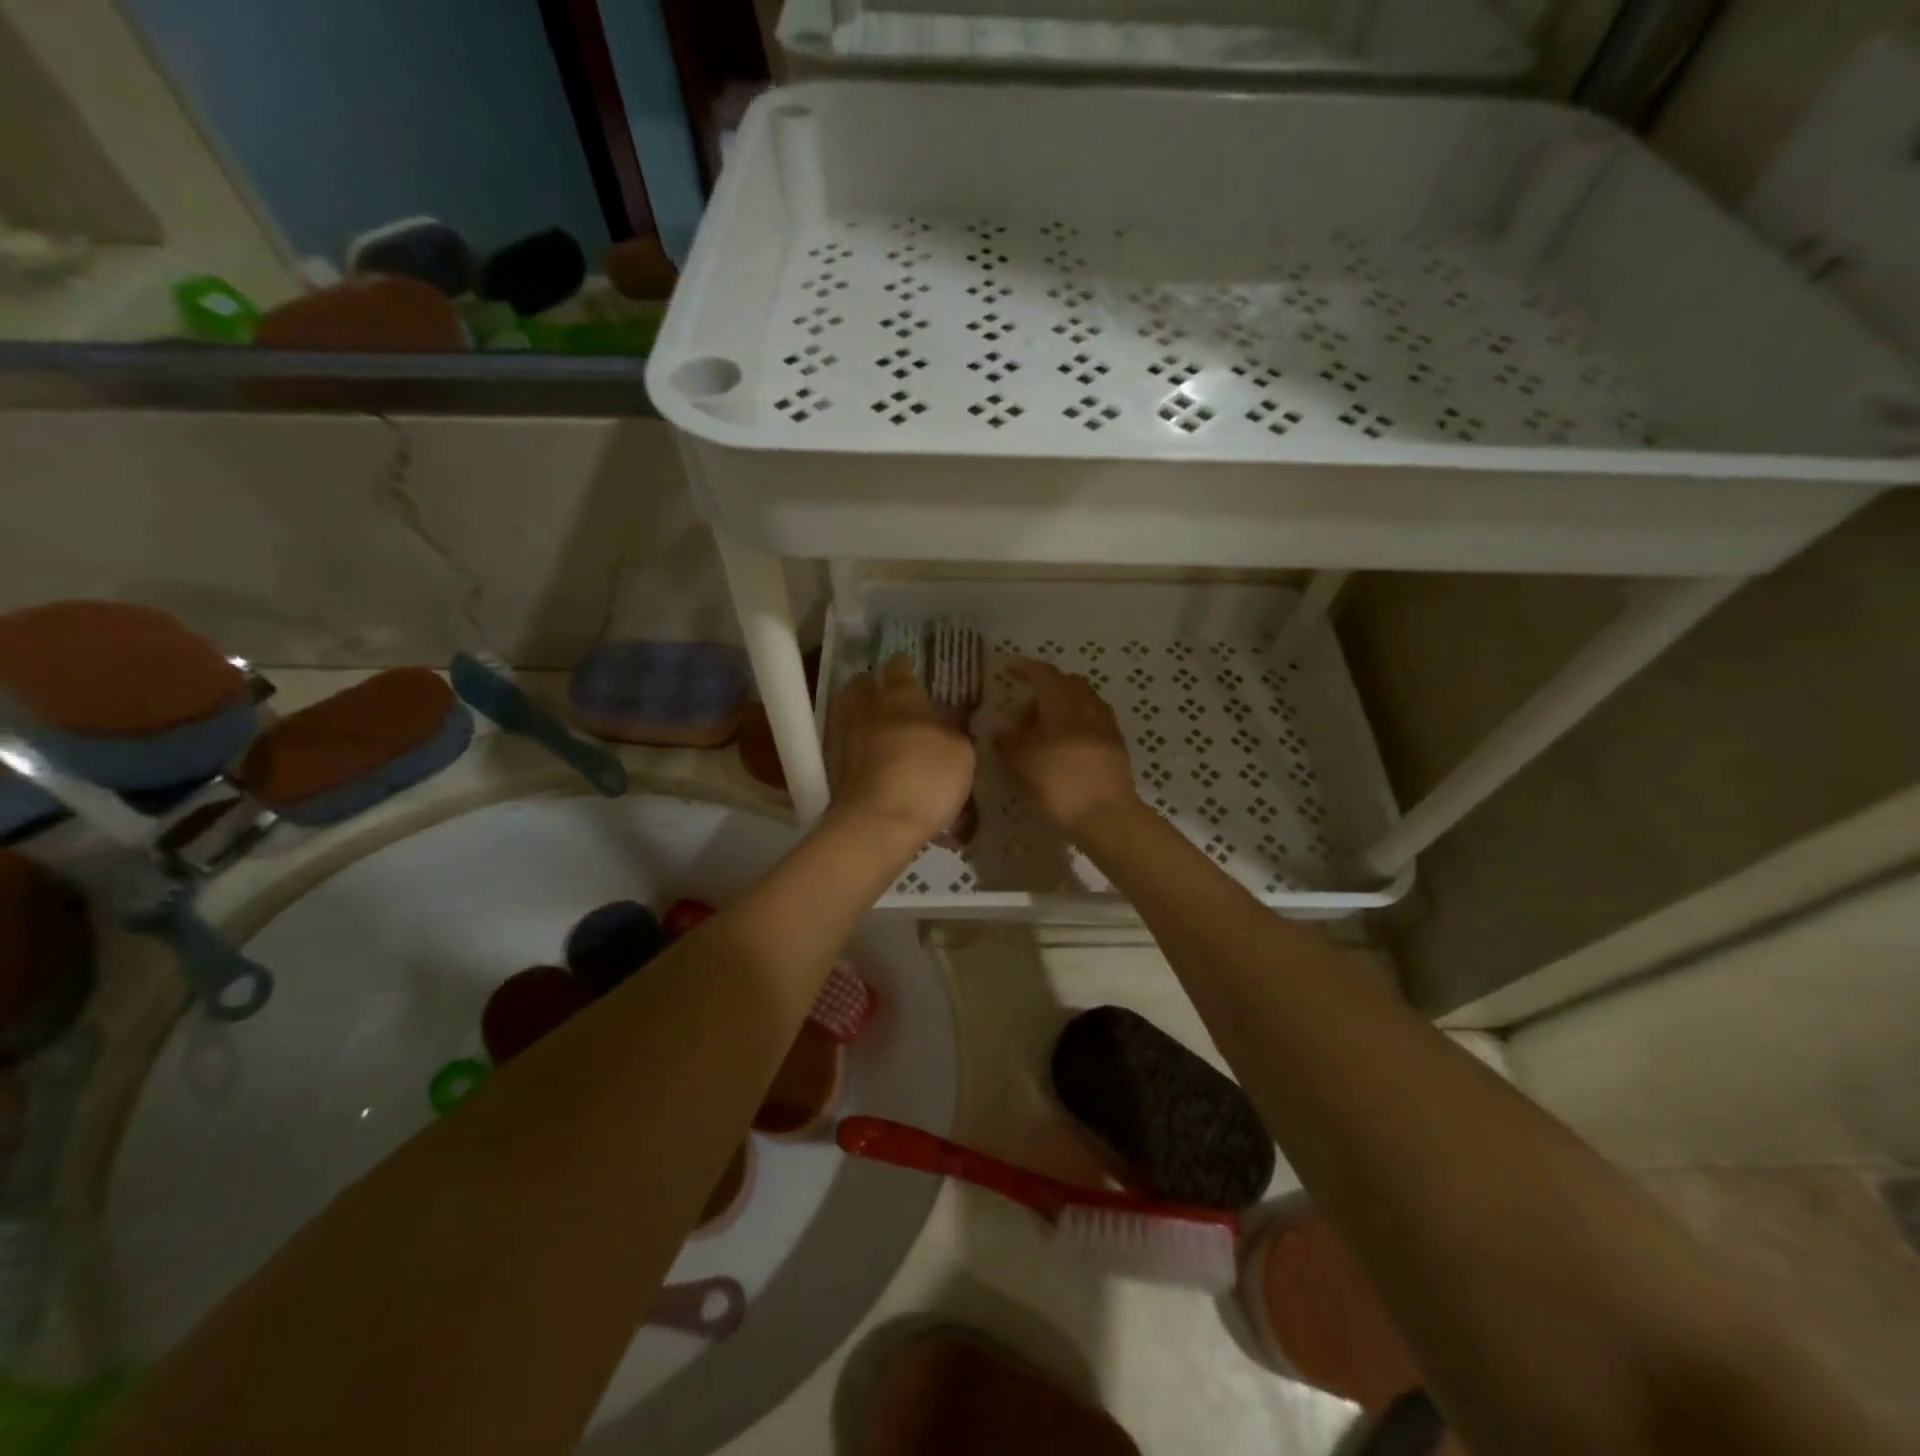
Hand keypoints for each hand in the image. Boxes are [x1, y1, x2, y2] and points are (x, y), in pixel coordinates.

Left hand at [828, 656, 975, 845]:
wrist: (876, 825)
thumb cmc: (925, 779)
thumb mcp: (961, 754)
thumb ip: (953, 734)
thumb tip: (945, 728)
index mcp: (901, 701)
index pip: (899, 671)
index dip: (902, 665)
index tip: (905, 662)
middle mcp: (867, 713)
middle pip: (859, 686)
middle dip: (869, 684)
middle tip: (882, 691)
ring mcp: (846, 741)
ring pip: (847, 714)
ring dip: (859, 713)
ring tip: (875, 724)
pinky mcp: (835, 772)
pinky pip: (846, 746)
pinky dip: (855, 746)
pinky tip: (869, 756)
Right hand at [995, 659, 1140, 839]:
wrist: (1107, 815)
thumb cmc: (1058, 781)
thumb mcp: (1020, 761)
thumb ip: (1007, 742)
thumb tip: (1002, 733)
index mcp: (1062, 700)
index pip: (1042, 673)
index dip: (1024, 669)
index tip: (1008, 670)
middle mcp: (1088, 704)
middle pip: (1065, 685)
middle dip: (1043, 692)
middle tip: (1023, 714)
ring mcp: (1106, 724)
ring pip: (1080, 704)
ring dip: (1059, 711)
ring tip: (1041, 736)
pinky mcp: (1116, 746)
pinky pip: (1090, 724)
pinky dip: (1073, 727)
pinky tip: (1062, 750)